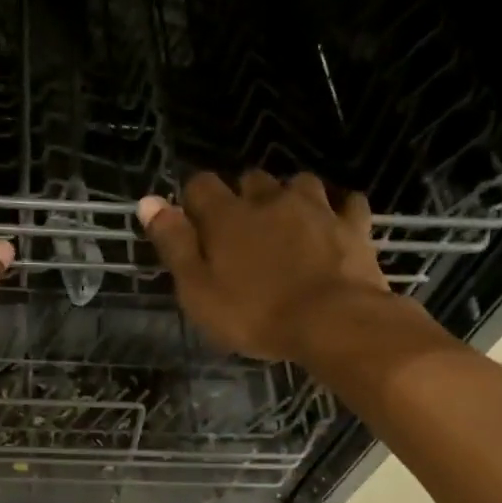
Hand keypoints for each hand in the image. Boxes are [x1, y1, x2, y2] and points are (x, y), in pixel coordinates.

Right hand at [138, 171, 411, 364]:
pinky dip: (337, 210)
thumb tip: (147, 201)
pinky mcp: (353, 225)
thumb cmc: (255, 314)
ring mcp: (317, 208)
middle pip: (250, 180)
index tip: (193, 223)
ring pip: (298, 184)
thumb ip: (173, 244)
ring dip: (289, 197)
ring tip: (286, 223)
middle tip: (240, 231)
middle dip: (242, 197)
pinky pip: (346, 203)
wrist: (333, 322)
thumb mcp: (198, 289)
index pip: (200, 185)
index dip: (193, 200)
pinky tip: (334, 223)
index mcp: (228, 216)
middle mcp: (271, 199)